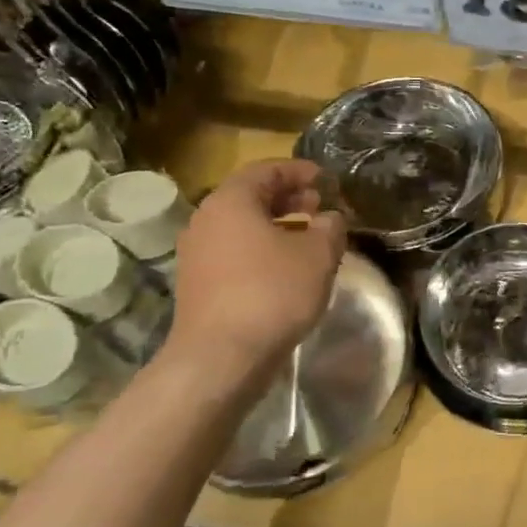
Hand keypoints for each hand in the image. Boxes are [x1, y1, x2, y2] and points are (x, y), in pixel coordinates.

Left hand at [165, 161, 346, 378]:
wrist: (221, 357)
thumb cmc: (272, 293)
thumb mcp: (318, 256)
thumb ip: (330, 228)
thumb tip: (330, 218)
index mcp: (231, 201)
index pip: (266, 170)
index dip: (299, 171)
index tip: (325, 179)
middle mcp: (206, 220)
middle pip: (250, 197)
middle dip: (287, 198)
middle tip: (318, 205)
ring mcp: (196, 254)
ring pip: (241, 227)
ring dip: (276, 225)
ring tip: (307, 237)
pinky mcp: (197, 284)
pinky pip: (233, 252)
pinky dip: (260, 250)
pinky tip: (285, 269)